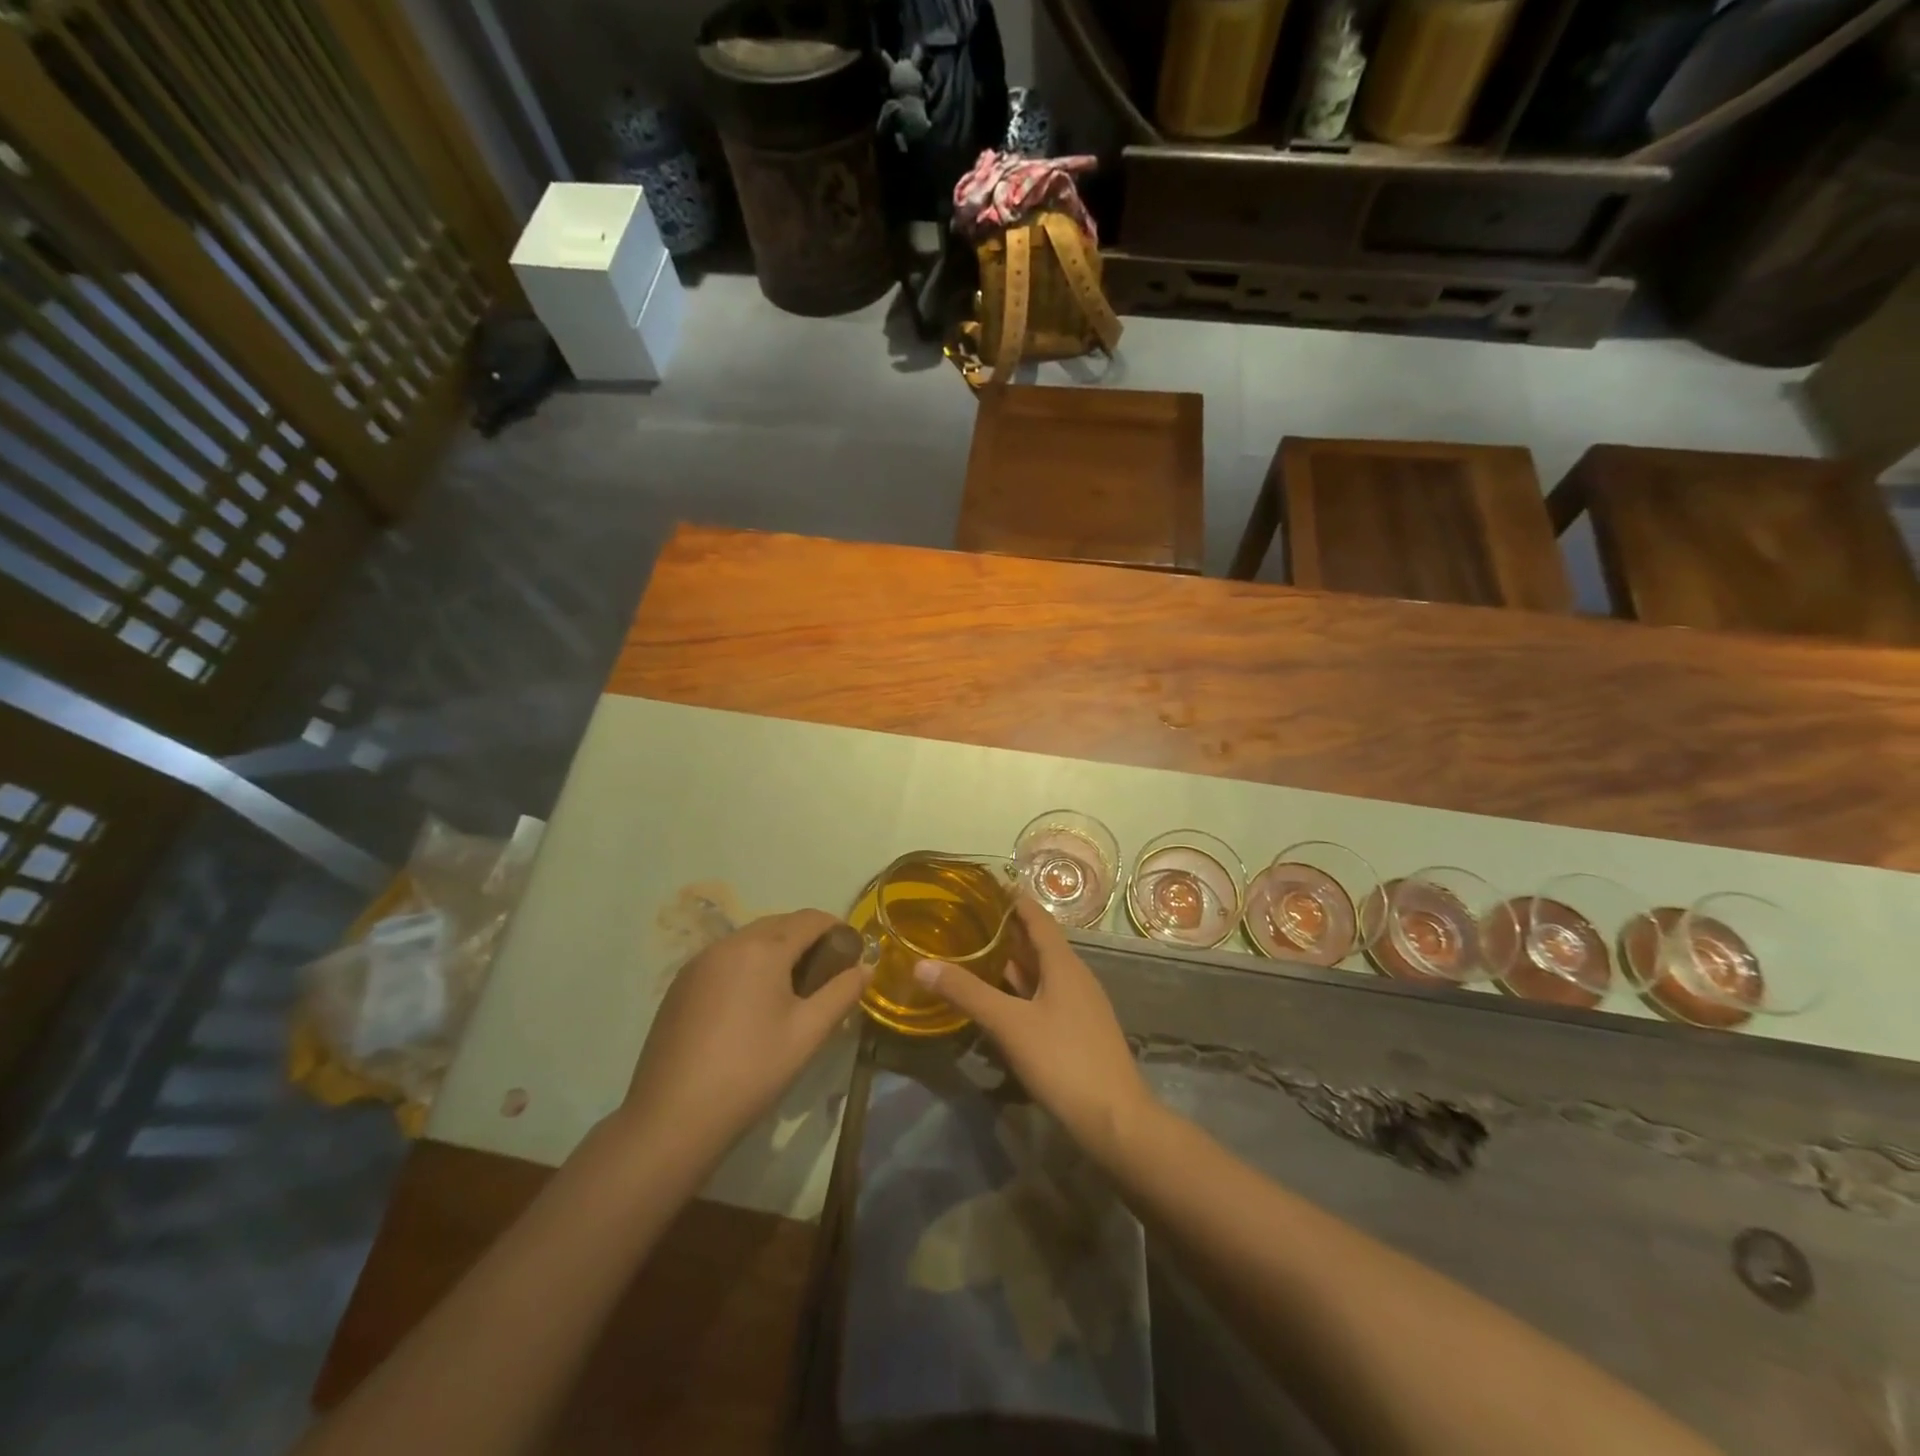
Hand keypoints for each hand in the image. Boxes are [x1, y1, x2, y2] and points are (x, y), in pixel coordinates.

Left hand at [622, 910, 868, 1156]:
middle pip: (780, 924)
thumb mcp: (808, 1033)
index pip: (811, 919)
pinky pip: (725, 959)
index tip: (853, 954)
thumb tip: (866, 966)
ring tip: (791, 990)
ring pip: (750, 940)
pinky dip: (748, 966)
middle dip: (808, 939)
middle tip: (826, 974)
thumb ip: (842, 993)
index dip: (838, 928)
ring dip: (776, 951)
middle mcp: (728, 943)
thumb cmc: (751, 1071)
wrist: (672, 1118)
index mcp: (763, 948)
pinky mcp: (680, 985)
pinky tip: (751, 1005)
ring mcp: (698, 963)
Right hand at [914, 896, 1152, 1159]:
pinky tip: (997, 1002)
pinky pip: (1043, 998)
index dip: (1013, 900)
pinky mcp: (1077, 1032)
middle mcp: (1075, 977)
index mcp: (1063, 964)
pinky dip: (1019, 991)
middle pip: (1037, 944)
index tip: (986, 885)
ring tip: (974, 953)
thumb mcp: (1009, 1024)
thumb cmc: (1063, 1060)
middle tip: (967, 919)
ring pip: (1040, 973)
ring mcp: (1079, 1006)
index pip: (1036, 918)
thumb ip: (967, 993)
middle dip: (1005, 931)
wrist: (1115, 1120)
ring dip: (1011, 962)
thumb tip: (921, 964)